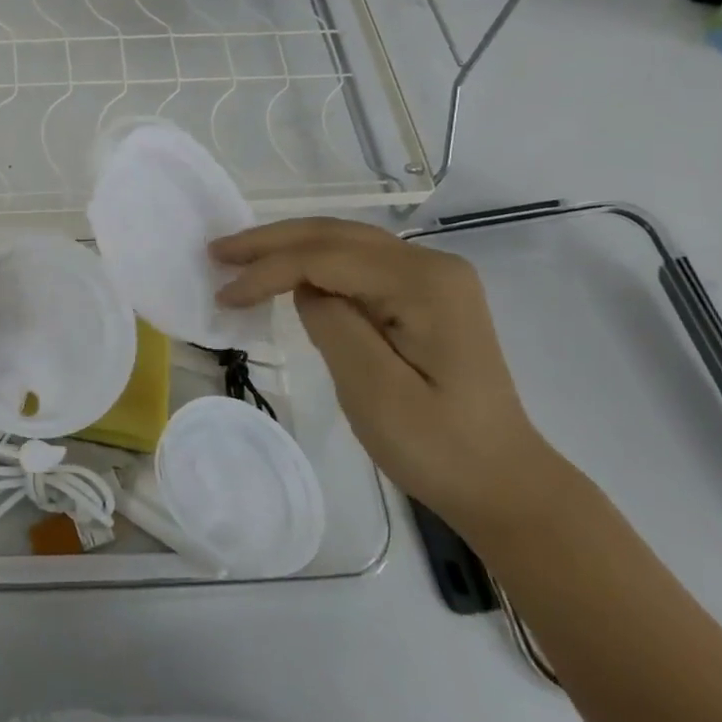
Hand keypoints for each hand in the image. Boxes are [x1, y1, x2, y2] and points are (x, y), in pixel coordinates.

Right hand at [213, 217, 569, 540]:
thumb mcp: (375, 391)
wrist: (504, 486)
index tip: (224, 295)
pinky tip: (286, 275)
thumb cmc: (438, 447)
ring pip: (343, 243)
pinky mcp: (425, 297)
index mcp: (424, 283)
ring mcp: (431, 278)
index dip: (268, 270)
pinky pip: (357, 265)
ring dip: (288, 247)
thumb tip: (306, 290)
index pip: (326, 258)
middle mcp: (431, 265)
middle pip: (334, 235)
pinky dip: (313, 265)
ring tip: (239, 257)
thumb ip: (333, 324)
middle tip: (217, 252)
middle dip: (270, 241)